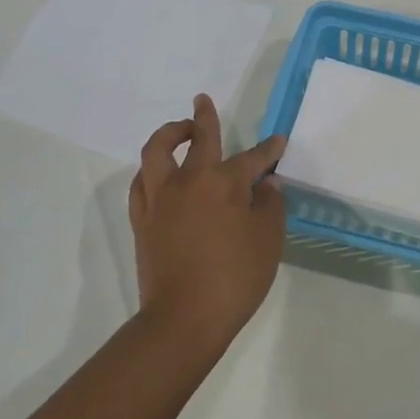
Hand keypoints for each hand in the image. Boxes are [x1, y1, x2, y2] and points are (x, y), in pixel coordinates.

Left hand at [129, 95, 287, 345]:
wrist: (185, 318)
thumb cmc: (235, 278)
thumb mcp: (268, 240)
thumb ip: (270, 205)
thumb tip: (267, 183)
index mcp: (223, 183)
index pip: (252, 158)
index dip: (268, 150)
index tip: (278, 142)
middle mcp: (188, 181)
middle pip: (198, 139)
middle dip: (205, 118)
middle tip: (203, 100)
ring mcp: (160, 199)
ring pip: (157, 152)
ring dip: (168, 134)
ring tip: (179, 129)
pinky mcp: (142, 220)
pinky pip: (141, 183)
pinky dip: (151, 170)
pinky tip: (158, 173)